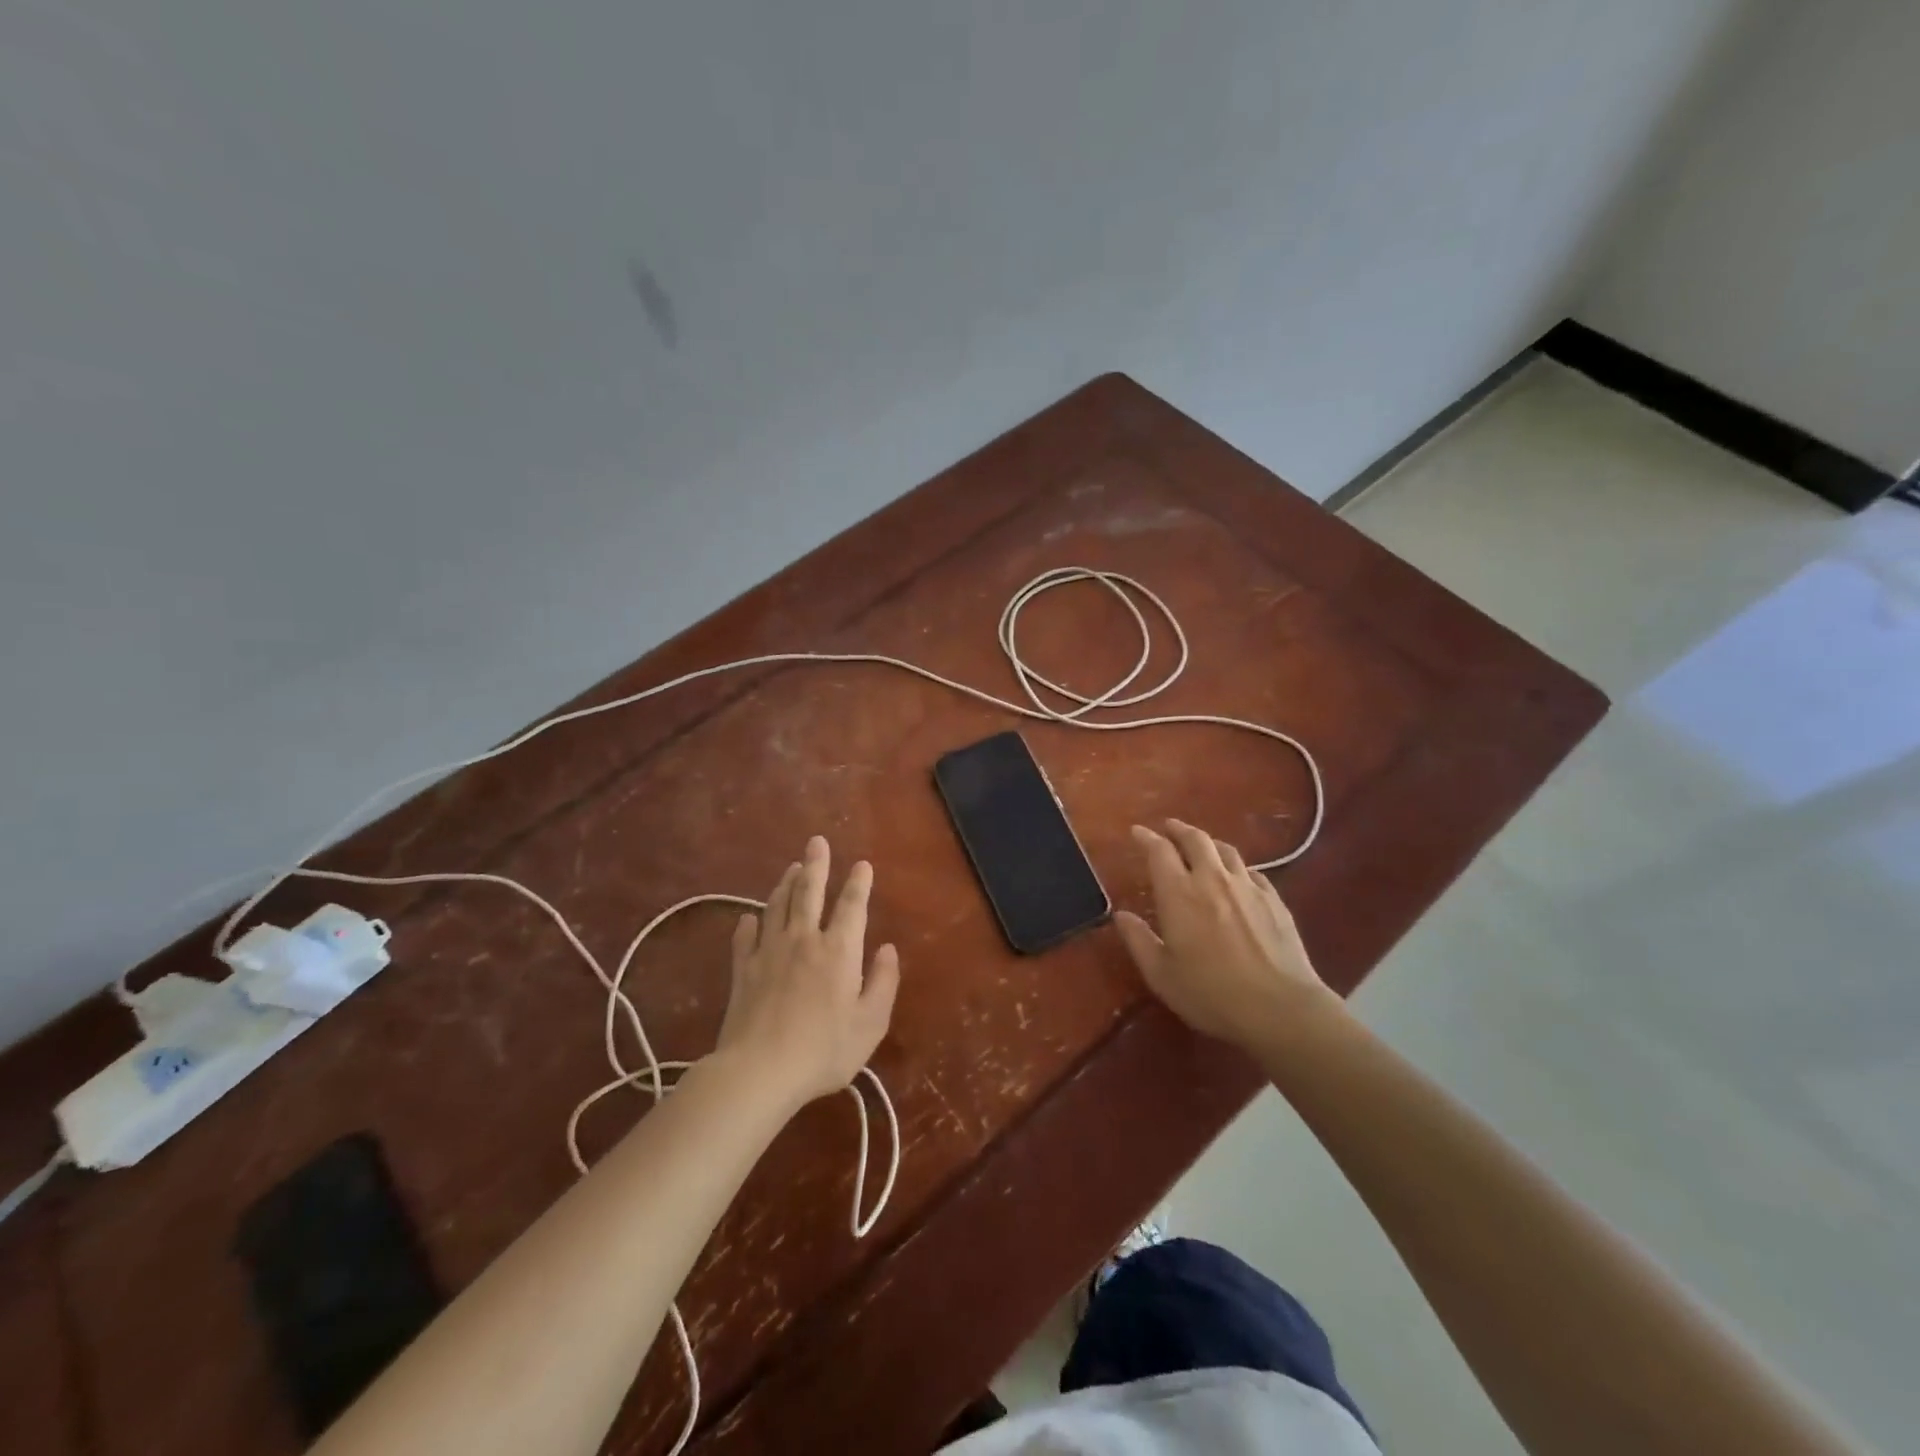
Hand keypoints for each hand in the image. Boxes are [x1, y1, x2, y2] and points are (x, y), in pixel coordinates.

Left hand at [716, 835, 899, 1108]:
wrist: (759, 1071)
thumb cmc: (824, 1050)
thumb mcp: (870, 1023)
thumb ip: (883, 982)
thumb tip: (888, 948)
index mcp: (838, 951)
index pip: (852, 906)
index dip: (859, 883)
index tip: (862, 864)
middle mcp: (803, 940)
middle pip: (809, 893)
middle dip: (816, 865)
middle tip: (816, 842)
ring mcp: (769, 952)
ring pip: (777, 906)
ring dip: (785, 884)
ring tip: (791, 867)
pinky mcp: (743, 970)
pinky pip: (745, 937)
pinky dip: (748, 923)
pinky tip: (749, 917)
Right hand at [1114, 820, 1341, 1048]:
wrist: (1280, 1008)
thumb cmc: (1211, 994)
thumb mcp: (1161, 975)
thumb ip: (1138, 940)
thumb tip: (1121, 915)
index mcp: (1179, 893)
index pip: (1159, 851)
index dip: (1146, 837)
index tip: (1137, 832)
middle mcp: (1212, 879)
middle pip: (1195, 839)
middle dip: (1179, 829)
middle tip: (1168, 828)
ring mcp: (1248, 887)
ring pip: (1226, 850)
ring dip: (1208, 843)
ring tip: (1201, 847)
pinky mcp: (1275, 901)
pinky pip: (1252, 871)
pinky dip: (1237, 867)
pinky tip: (1238, 877)